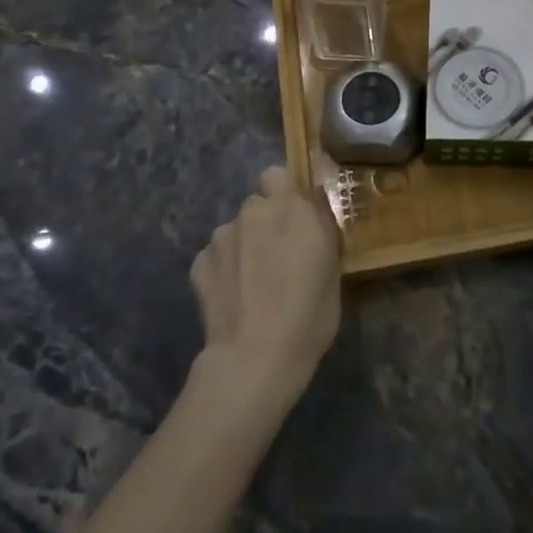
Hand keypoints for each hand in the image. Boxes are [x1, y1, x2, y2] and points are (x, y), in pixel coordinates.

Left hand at [190, 166, 342, 401]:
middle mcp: (253, 211)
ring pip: (236, 230)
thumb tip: (312, 213)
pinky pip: (217, 256)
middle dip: (267, 222)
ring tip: (254, 283)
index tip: (295, 217)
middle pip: (258, 204)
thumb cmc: (309, 313)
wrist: (255, 357)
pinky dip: (225, 269)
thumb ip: (319, 230)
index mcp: (291, 207)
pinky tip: (235, 296)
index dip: (285, 193)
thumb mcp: (332, 267)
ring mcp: (221, 236)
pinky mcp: (199, 263)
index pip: (278, 175)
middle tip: (279, 255)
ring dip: (245, 245)